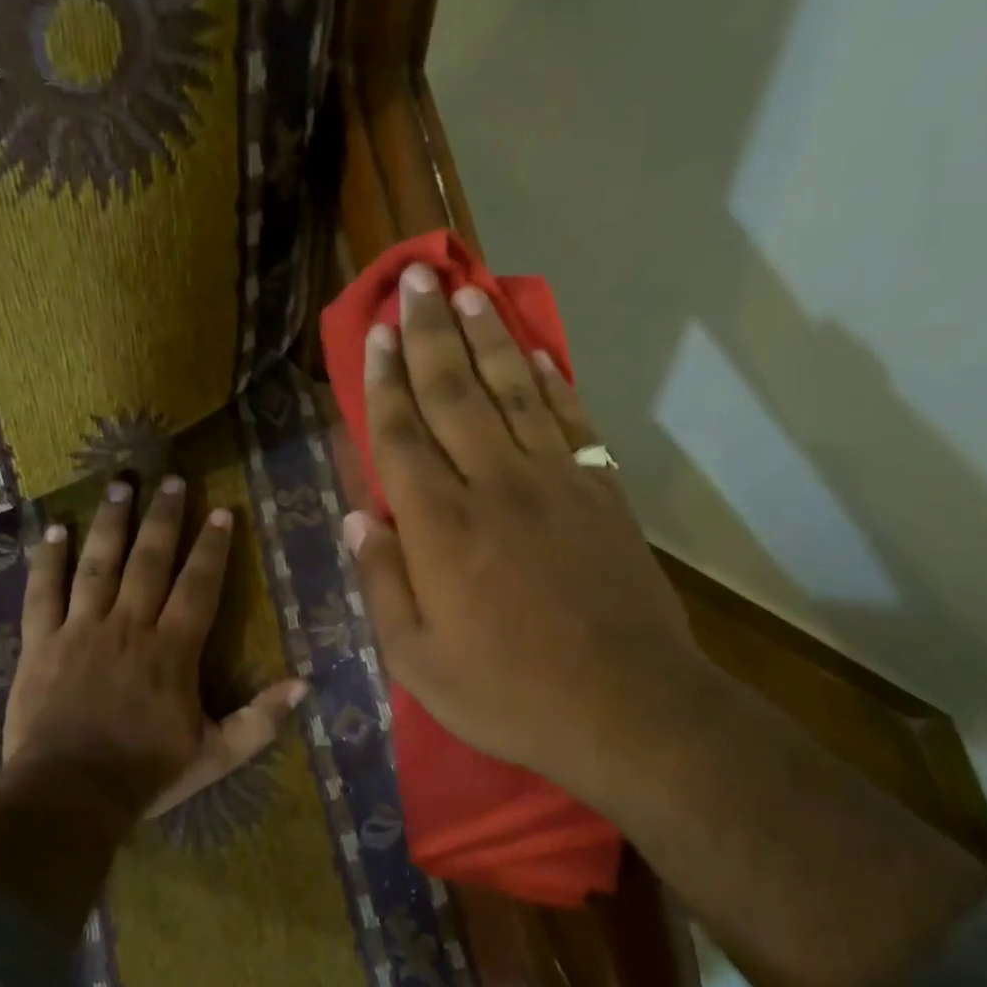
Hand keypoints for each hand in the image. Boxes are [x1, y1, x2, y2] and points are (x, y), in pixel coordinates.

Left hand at [0, 475, 305, 830]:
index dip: (212, 547)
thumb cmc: (147, 773)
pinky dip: (48, 560)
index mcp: (172, 650)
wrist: (69, 796)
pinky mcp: (40, 643)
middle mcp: (129, 626)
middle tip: (172, 480)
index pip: (198, 585)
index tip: (221, 512)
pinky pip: (43, 592)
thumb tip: (304, 685)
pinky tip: (53, 529)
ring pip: (98, 564)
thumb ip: (261, 719)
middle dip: (164, 517)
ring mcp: (81, 630)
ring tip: (120, 484)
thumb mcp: (216, 755)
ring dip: (111, 522)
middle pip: (149, 560)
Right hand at [345, 263, 719, 818]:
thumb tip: (358, 518)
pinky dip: (551, 381)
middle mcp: (493, 485)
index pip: (401, 436)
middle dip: (430, 334)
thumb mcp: (419, 661)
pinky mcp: (601, 493)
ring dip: (488, 338)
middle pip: (454, 394)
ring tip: (468, 293)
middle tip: (416, 280)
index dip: (385, 381)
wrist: (627, 707)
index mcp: (441, 528)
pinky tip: (537, 352)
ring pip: (512, 391)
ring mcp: (555, 482)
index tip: (377, 334)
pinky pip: (570, 421)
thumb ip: (383, 585)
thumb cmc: (510, 693)